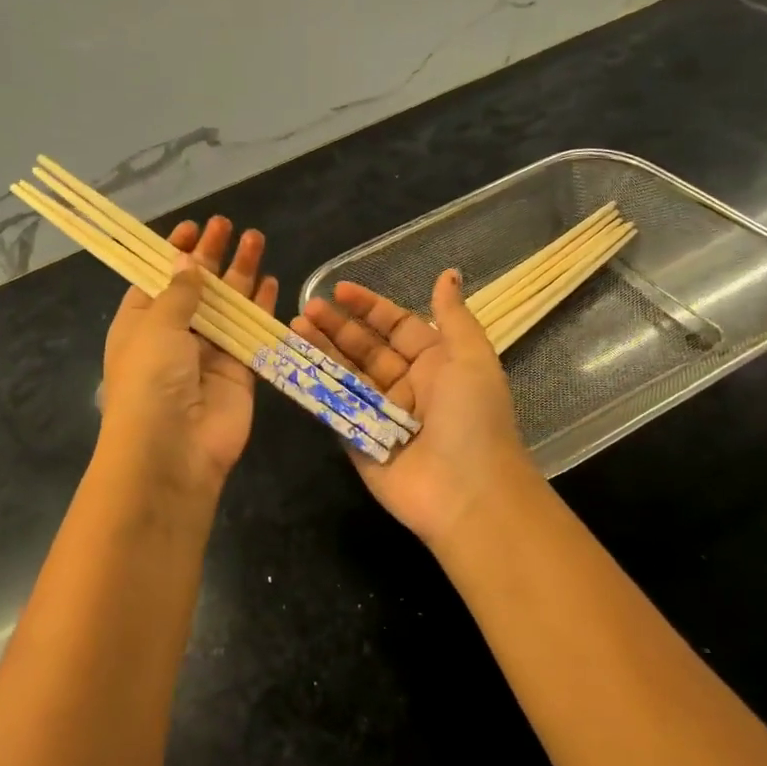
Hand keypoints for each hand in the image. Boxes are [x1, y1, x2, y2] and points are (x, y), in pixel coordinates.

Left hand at [99, 216, 278, 495]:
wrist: (172, 449)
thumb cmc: (151, 379)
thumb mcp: (156, 325)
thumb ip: (179, 293)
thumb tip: (187, 262)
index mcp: (140, 323)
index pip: (157, 280)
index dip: (173, 254)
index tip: (191, 228)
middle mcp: (173, 337)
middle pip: (196, 288)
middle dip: (210, 256)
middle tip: (227, 224)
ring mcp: (208, 354)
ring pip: (228, 306)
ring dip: (240, 273)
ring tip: (255, 239)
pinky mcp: (239, 372)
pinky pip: (252, 333)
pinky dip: (262, 308)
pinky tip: (272, 281)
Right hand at [293, 268, 536, 546]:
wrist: (467, 492)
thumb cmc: (473, 417)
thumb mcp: (471, 357)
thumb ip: (452, 315)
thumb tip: (448, 273)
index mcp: (435, 363)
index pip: (396, 326)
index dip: (368, 307)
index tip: (338, 291)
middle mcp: (406, 386)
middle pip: (365, 348)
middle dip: (336, 327)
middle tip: (306, 309)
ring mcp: (379, 414)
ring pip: (344, 374)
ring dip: (320, 350)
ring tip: (293, 327)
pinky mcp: (357, 439)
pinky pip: (333, 408)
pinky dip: (313, 386)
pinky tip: (293, 364)